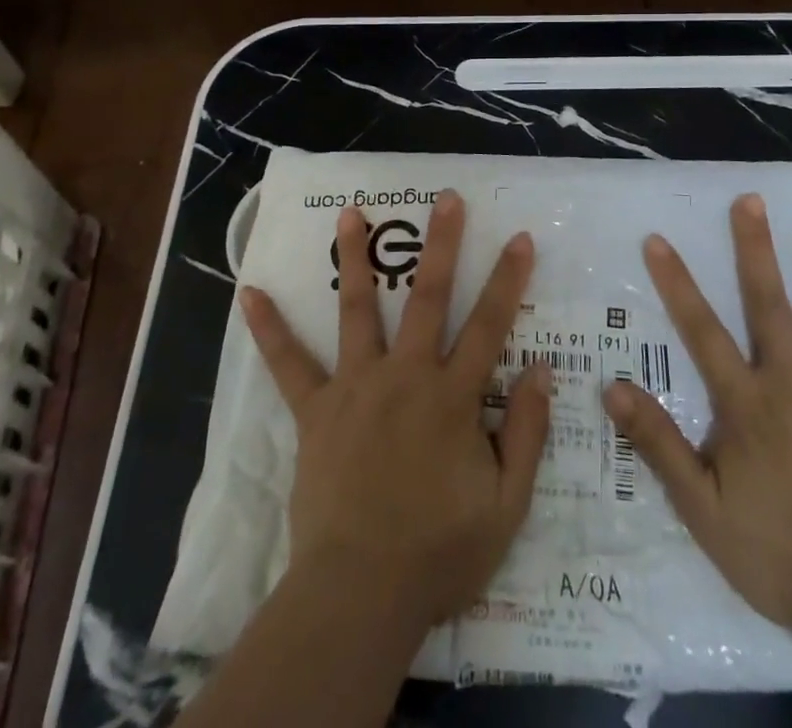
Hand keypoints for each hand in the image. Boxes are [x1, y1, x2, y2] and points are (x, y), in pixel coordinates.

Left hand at [239, 190, 550, 626]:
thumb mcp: (506, 505)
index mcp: (452, 396)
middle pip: (426, 297)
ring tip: (351, 212)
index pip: (489, 325)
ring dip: (354, 258)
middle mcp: (404, 375)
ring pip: (356, 309)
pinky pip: (289, 364)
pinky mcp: (316, 410)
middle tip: (445, 198)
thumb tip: (542, 370)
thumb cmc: (439, 551)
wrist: (361, 594)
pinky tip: (248, 293)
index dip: (508, 280)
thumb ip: (528, 434)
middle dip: (441, 244)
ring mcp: (355, 387)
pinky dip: (268, 329)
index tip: (520, 238)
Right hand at [603, 194, 791, 638]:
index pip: (701, 330)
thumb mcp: (702, 508)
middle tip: (752, 200)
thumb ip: (658, 443)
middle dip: (756, 249)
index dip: (676, 283)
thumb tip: (612, 387)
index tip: (658, 239)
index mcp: (747, 403)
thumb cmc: (778, 553)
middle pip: (769, 305)